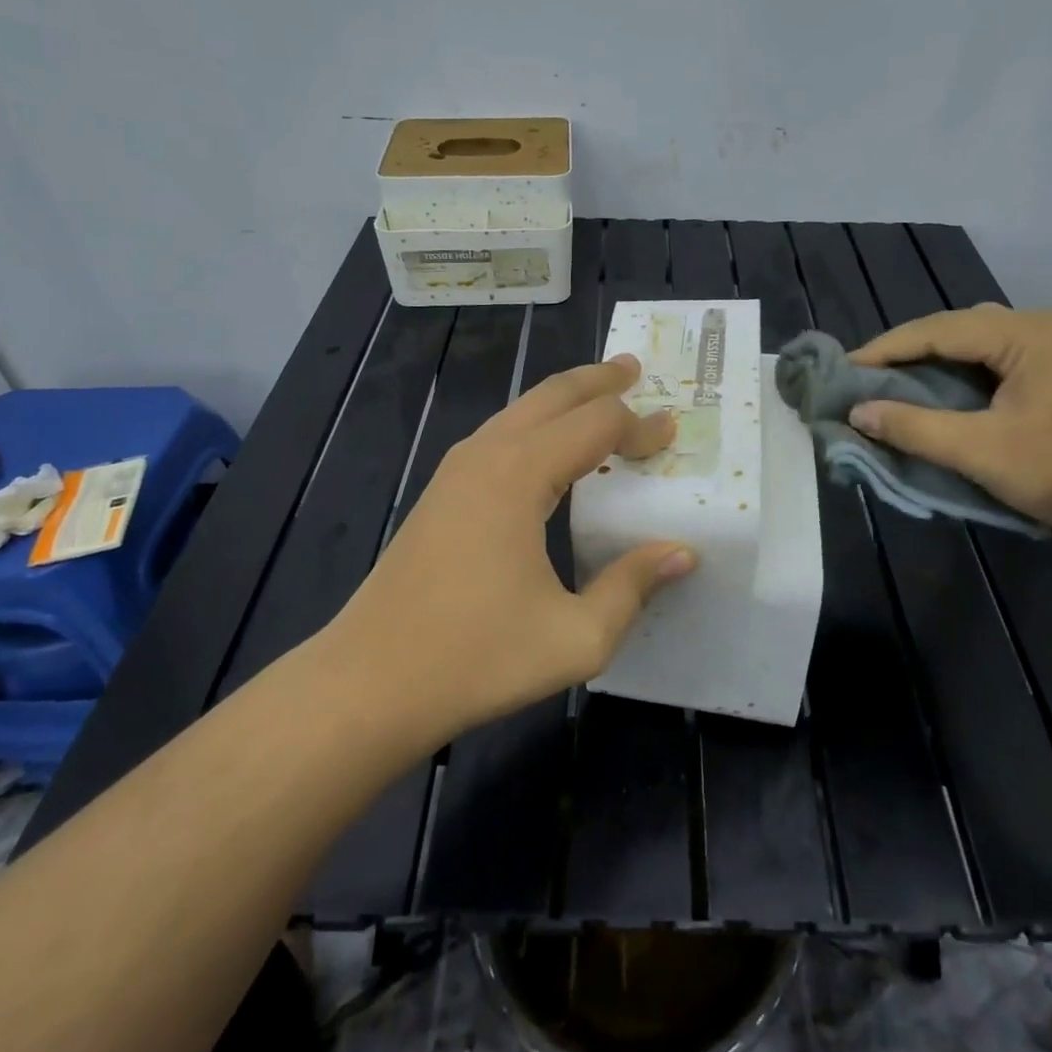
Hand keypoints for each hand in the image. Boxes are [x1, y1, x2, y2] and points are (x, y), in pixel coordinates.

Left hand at [321, 355, 696, 747]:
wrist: (368, 683)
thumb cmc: (475, 659)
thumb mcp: (575, 637)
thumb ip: (633, 587)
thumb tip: (683, 553)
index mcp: (520, 474)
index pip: (596, 424)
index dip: (639, 426)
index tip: (673, 435)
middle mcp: (487, 454)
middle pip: (553, 395)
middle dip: (597, 380)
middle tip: (634, 368)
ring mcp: (456, 469)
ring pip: (520, 409)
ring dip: (564, 398)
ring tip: (600, 395)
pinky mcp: (441, 491)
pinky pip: (500, 434)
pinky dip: (537, 424)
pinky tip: (550, 449)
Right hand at [847, 305, 1051, 547]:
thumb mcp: (981, 451)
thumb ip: (914, 427)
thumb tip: (857, 413)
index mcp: (1026, 333)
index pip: (938, 329)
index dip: (886, 349)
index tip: (845, 368)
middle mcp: (1043, 327)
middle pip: (958, 329)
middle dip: (909, 353)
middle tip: (868, 378)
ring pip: (978, 344)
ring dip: (936, 363)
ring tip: (897, 385)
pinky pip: (998, 361)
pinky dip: (963, 375)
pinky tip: (944, 395)